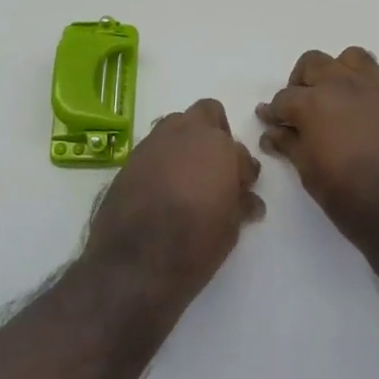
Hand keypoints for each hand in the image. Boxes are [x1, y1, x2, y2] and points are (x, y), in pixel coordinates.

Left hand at [83, 99, 264, 299]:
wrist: (133, 264)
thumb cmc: (193, 245)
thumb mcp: (230, 229)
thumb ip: (240, 203)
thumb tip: (248, 199)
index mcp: (218, 146)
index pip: (240, 151)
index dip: (243, 171)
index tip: (242, 190)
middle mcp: (186, 134)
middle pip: (207, 114)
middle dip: (216, 134)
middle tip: (217, 169)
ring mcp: (154, 143)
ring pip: (177, 125)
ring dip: (187, 143)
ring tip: (188, 177)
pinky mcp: (130, 159)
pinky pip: (155, 147)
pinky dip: (163, 159)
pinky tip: (163, 188)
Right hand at [257, 48, 378, 252]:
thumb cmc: (351, 199)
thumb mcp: (310, 175)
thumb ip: (290, 145)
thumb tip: (272, 132)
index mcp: (314, 103)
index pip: (284, 98)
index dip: (274, 111)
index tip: (270, 120)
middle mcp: (344, 83)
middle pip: (314, 63)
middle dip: (302, 82)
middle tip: (303, 107)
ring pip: (352, 58)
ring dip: (340, 73)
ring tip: (340, 97)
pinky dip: (375, 88)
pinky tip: (375, 110)